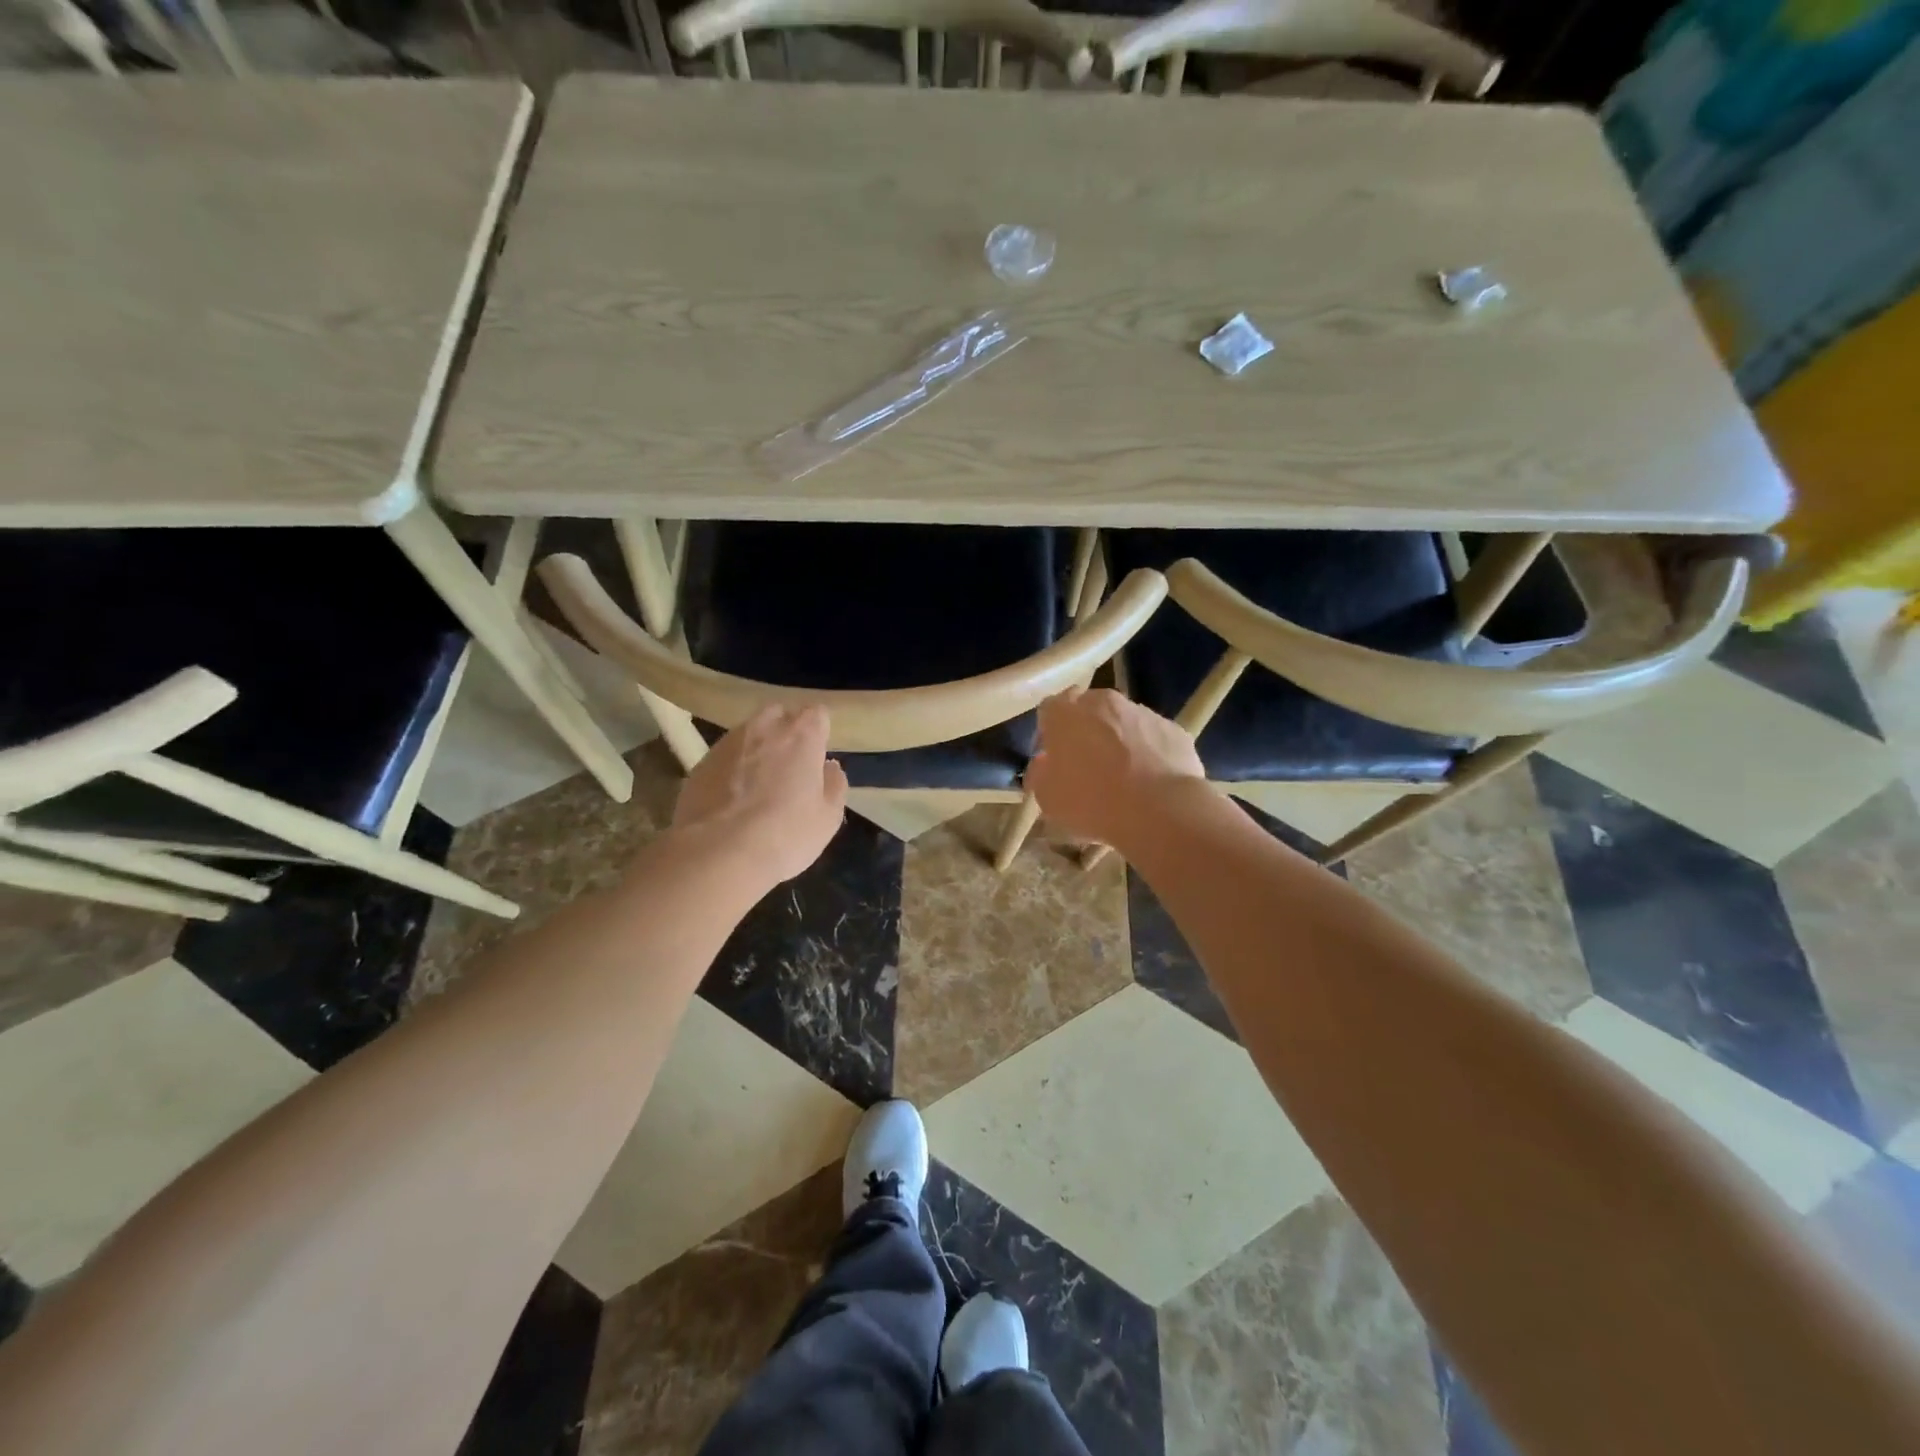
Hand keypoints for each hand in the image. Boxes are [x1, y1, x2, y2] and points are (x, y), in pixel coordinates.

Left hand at [671, 705, 847, 885]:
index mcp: (801, 735)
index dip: (819, 733)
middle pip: (779, 715)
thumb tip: (829, 767)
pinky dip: (731, 769)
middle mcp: (764, 728)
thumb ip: (834, 785)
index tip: (818, 756)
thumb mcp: (828, 818)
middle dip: (786, 732)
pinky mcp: (700, 763)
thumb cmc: (785, 834)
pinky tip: (732, 800)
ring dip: (757, 750)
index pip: (817, 714)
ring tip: (758, 785)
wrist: (717, 854)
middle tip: (791, 766)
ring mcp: (728, 743)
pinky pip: (725, 757)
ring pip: (748, 734)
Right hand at [1025, 688, 1205, 850]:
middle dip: (1085, 732)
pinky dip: (1149, 753)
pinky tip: (1151, 783)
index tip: (1052, 760)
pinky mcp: (1173, 729)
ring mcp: (1142, 712)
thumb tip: (1044, 765)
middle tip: (1086, 766)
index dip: (1049, 735)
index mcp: (1065, 713)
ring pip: (1123, 722)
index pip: (1049, 711)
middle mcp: (1103, 702)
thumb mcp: (1048, 798)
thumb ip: (1039, 774)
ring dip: (1119, 741)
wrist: (1160, 810)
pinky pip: (1153, 738)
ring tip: (1124, 778)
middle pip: (1088, 710)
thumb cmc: (1092, 801)